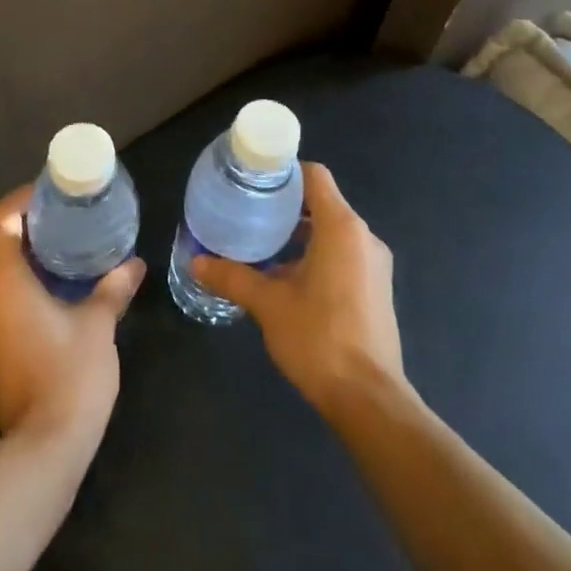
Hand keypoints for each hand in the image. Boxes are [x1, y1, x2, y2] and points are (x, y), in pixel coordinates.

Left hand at [0, 185, 145, 442]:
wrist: (44, 445)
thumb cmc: (71, 373)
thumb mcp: (97, 324)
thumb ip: (113, 287)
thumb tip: (134, 264)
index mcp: (2, 282)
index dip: (22, 200)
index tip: (51, 194)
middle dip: (23, 224)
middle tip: (61, 216)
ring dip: (17, 254)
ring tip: (57, 246)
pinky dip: (14, 281)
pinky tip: (46, 286)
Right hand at [192, 162, 404, 420]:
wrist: (368, 398)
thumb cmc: (318, 338)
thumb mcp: (268, 304)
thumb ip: (232, 277)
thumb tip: (195, 261)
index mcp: (342, 228)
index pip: (315, 176)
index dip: (284, 172)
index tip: (254, 179)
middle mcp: (363, 237)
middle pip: (322, 203)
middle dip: (285, 205)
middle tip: (248, 211)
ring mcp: (373, 264)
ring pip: (332, 231)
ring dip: (299, 233)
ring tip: (260, 244)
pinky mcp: (376, 288)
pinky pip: (343, 255)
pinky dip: (315, 254)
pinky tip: (285, 277)